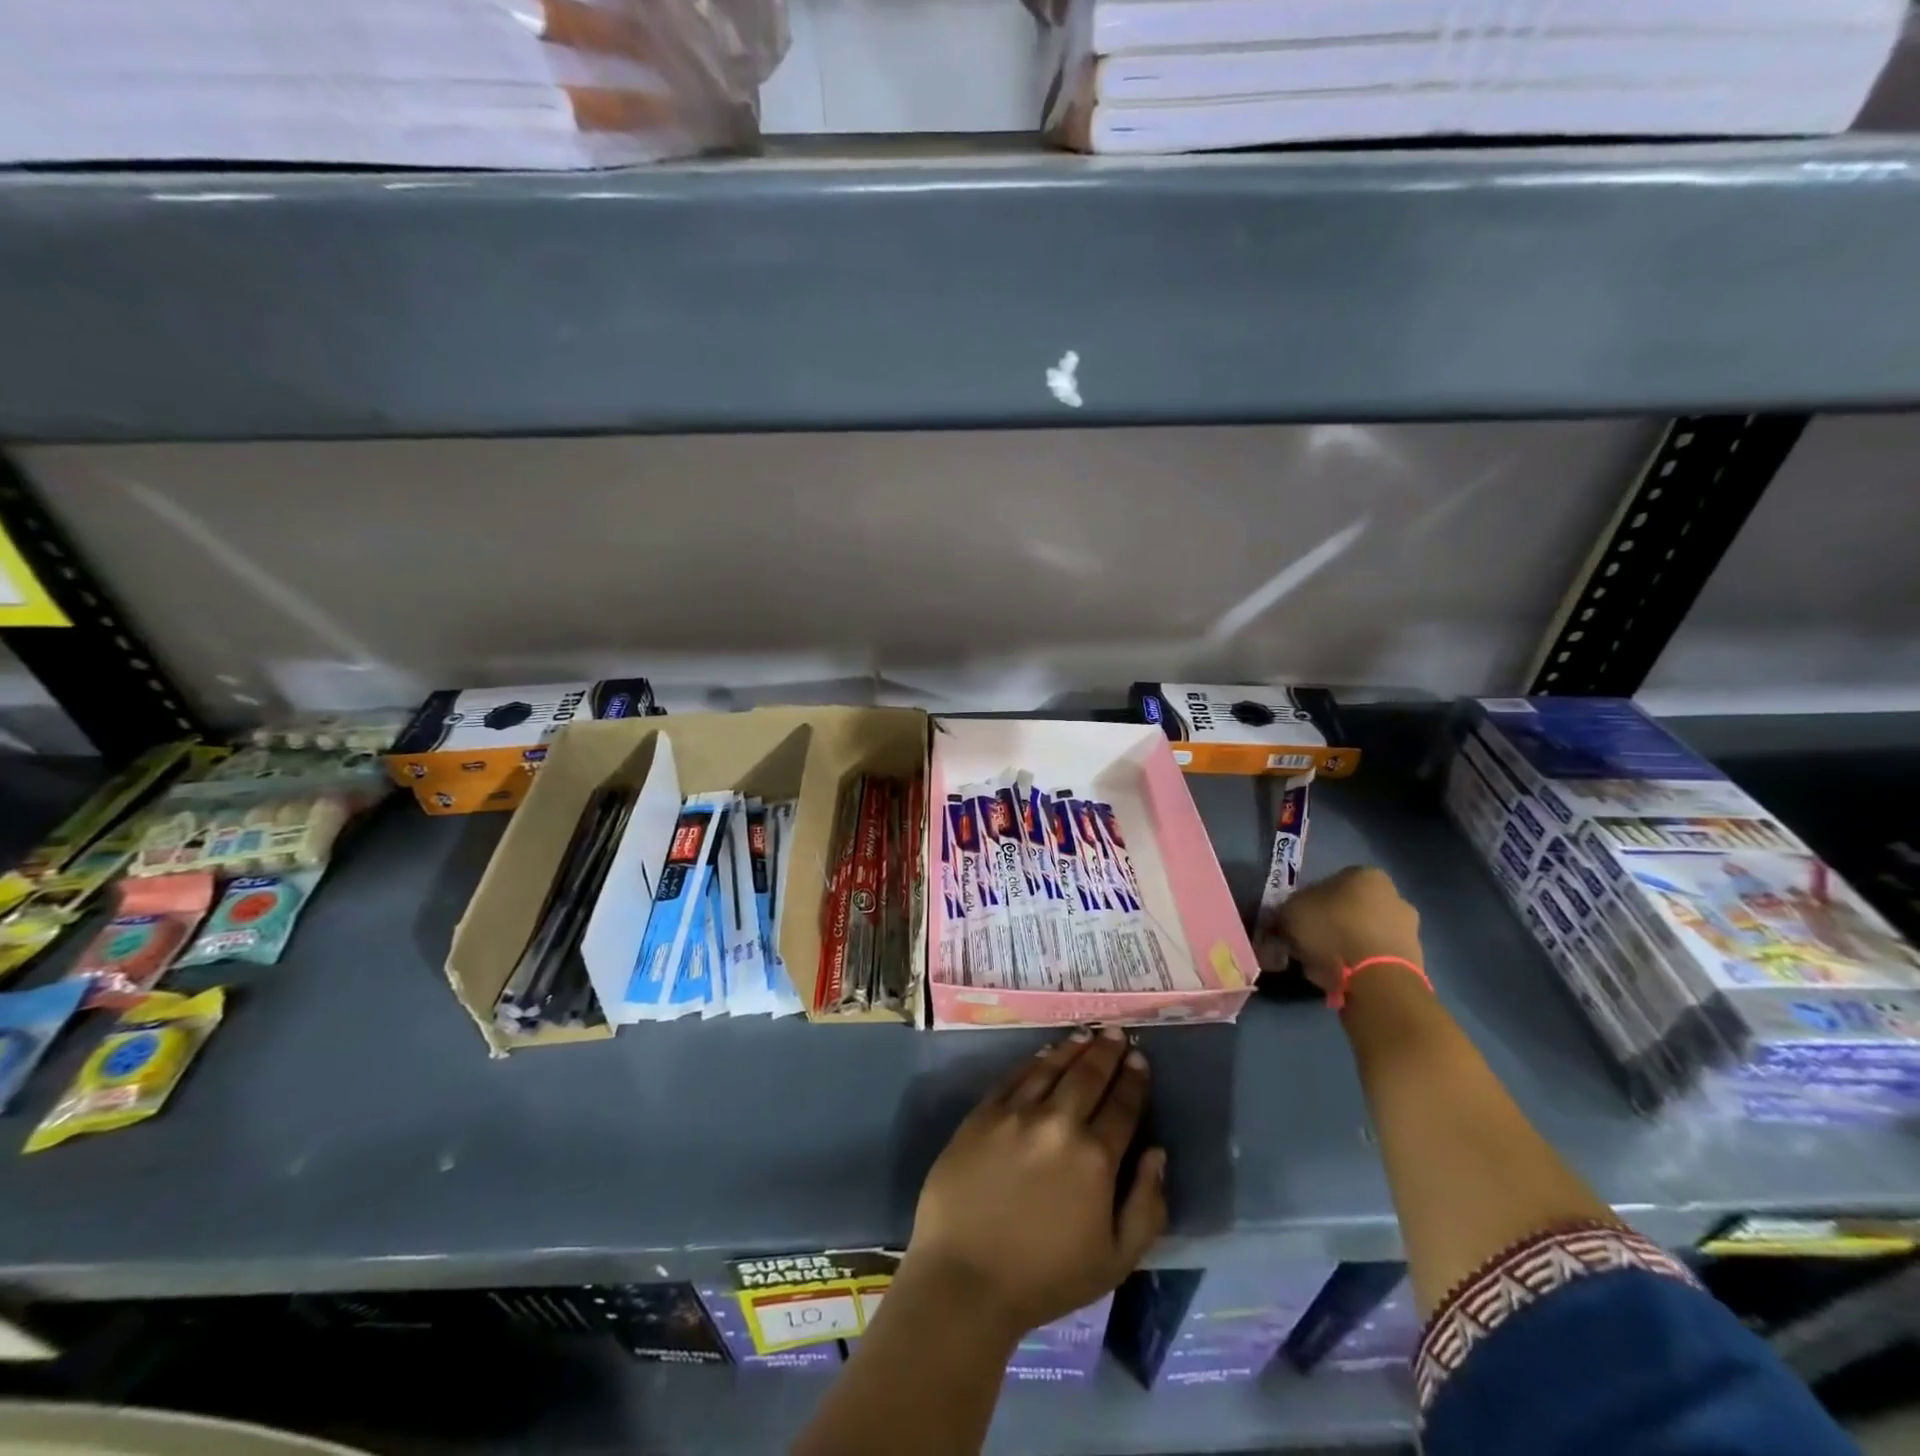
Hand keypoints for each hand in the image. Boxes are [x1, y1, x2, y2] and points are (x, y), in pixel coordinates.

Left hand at [906, 1027, 1166, 1340]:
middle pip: (1088, 1076)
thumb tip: (1157, 1154)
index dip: (1133, 1079)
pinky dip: (1035, 1060)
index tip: (1139, 1058)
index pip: (1122, 1106)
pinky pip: (1015, 1076)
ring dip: (1073, 1048)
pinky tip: (1045, 1053)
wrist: (965, 1278)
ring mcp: (1017, 1113)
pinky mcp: (983, 1113)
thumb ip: (1147, 1205)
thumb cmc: (1046, 1277)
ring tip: (1086, 1034)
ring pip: (1052, 1067)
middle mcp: (1058, 1123)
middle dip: (1106, 1052)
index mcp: (1095, 1158)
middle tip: (1115, 1033)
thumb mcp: (1116, 1260)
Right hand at [1274, 865, 1422, 998]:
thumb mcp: (1290, 913)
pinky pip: (1378, 957)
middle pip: (1351, 908)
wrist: (1378, 980)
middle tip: (1309, 944)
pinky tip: (1344, 978)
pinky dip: (1362, 965)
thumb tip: (1283, 919)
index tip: (1298, 923)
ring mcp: (1410, 929)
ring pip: (1365, 933)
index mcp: (1365, 875)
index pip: (1330, 882)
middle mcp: (1394, 895)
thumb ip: (1284, 912)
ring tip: (1325, 966)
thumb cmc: (1332, 931)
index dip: (1309, 903)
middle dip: (1332, 924)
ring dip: (1347, 946)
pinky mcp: (1416, 960)